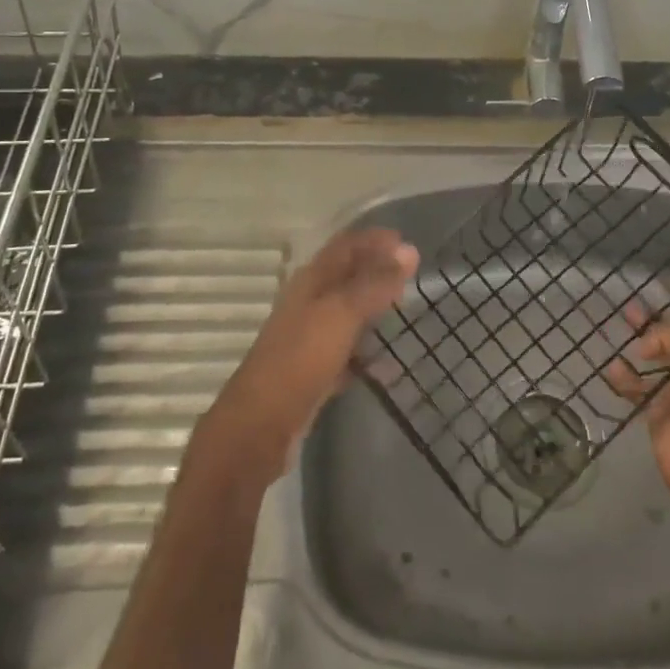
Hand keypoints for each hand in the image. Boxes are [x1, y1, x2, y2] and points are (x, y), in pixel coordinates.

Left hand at [206, 228, 418, 480]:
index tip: (407, 241)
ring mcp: (307, 340)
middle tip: (411, 274)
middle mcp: (307, 305)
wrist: (258, 429)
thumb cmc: (300, 360)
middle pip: (345, 278)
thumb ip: (375, 283)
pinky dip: (365, 354)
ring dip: (372, 310)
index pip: (345, 246)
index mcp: (310, 282)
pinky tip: (387, 366)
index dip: (373, 239)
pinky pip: (345, 354)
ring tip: (403, 312)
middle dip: (376, 271)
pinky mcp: (311, 374)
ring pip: (346, 315)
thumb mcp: (341, 315)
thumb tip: (409, 250)